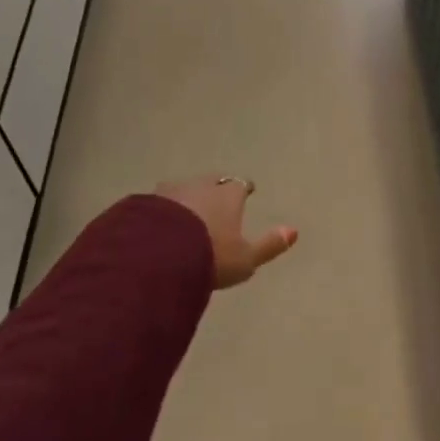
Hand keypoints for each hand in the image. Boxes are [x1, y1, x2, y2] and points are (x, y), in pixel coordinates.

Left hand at [155, 176, 298, 289]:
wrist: (158, 256)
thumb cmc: (210, 256)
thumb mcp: (245, 258)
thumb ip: (269, 244)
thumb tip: (294, 230)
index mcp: (227, 195)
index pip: (240, 185)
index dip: (244, 189)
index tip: (246, 192)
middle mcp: (200, 185)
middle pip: (211, 181)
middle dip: (215, 188)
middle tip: (216, 198)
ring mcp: (171, 191)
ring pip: (184, 189)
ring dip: (187, 198)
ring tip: (186, 212)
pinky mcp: (145, 202)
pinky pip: (159, 203)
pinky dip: (163, 210)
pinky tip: (160, 223)